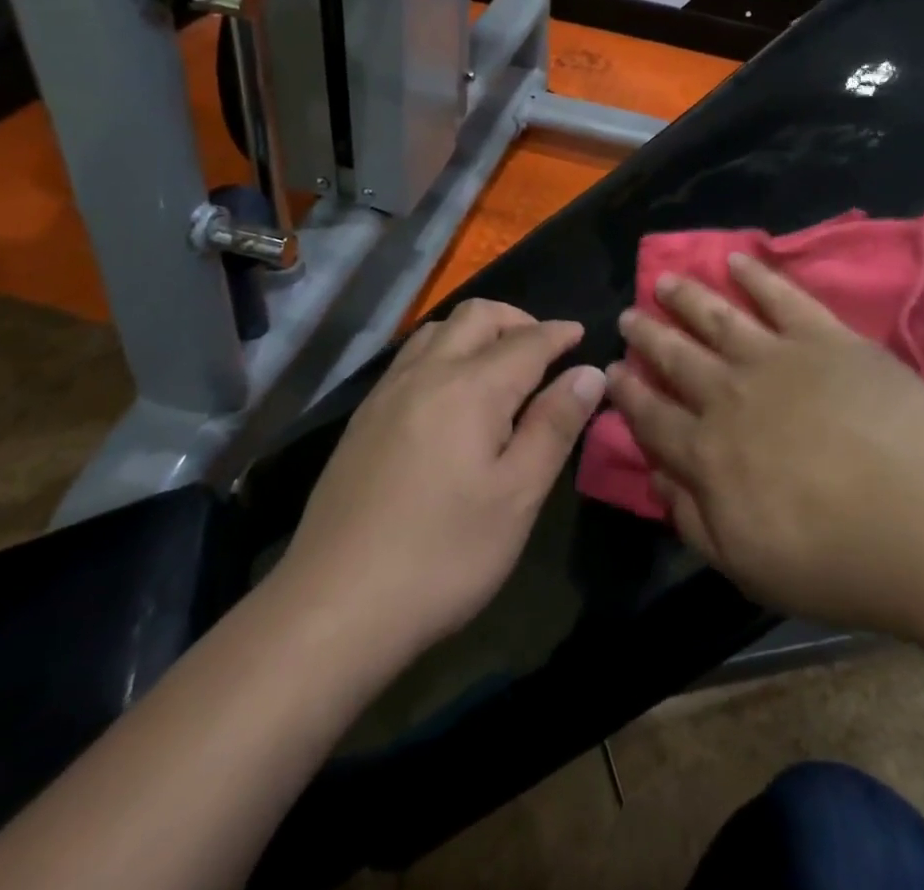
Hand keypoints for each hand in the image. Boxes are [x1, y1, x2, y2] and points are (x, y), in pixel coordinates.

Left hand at [275, 300, 603, 659]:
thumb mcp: (518, 495)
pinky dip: (444, 352)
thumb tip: (589, 373)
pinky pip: (411, 358)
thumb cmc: (444, 554)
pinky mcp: (363, 418)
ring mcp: (387, 393)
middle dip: (517, 320)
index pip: (527, 341)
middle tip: (543, 350)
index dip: (559, 333)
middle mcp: (427, 373)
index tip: (582, 334)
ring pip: (437, 330)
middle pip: (476, 316)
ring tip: (499, 366)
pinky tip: (450, 395)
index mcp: (472, 388)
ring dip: (476, 331)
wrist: (334, 607)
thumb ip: (555, 425)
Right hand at [607, 255, 923, 636]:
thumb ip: (692, 518)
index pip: (654, 416)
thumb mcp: (744, 564)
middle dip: (648, 335)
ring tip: (665, 280)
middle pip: (677, 357)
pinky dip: (756, 276)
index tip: (612, 370)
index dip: (629, 394)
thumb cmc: (832, 559)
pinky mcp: (825, 337)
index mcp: (708, 452)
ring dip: (687, 297)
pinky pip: (782, 297)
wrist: (919, 522)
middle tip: (628, 316)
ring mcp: (777, 358)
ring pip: (718, 317)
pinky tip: (737, 260)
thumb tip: (655, 474)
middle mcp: (730, 394)